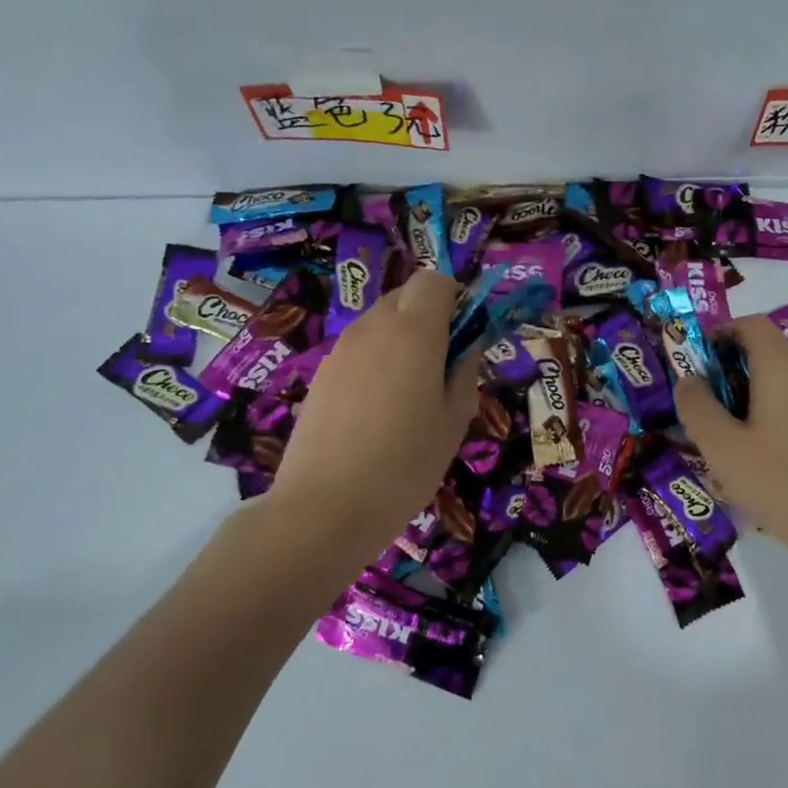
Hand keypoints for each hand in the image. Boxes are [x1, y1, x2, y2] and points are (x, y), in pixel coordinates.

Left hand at [267, 270, 480, 562]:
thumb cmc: (405, 466)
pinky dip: (375, 364)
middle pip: (405, 297)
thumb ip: (464, 373)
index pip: (434, 280)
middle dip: (429, 318)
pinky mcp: (320, 375)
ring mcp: (340, 350)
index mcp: (414, 332)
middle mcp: (373, 327)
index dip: (454, 298)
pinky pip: (358, 351)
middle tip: (442, 368)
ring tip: (409, 397)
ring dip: (401, 342)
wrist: (324, 508)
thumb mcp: (454, 423)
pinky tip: (376, 414)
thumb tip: (467, 346)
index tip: (464, 336)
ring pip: (379, 324)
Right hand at [674, 315, 787, 581]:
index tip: (691, 364)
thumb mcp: (721, 446)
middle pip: (764, 350)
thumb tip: (688, 381)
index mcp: (783, 366)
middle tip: (699, 406)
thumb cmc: (779, 481)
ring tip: (720, 435)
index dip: (717, 334)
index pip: (750, 324)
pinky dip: (767, 412)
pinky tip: (753, 454)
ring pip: (778, 379)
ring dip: (745, 395)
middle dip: (726, 370)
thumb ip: (696, 406)